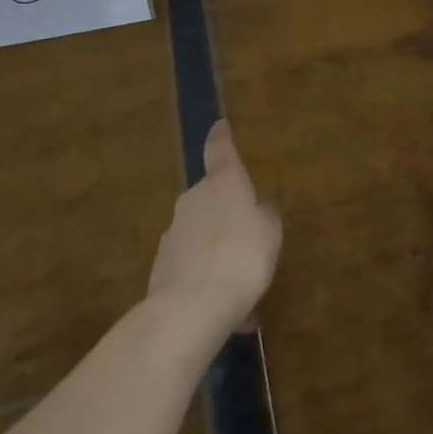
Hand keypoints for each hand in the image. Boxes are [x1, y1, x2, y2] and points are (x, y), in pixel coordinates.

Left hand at [148, 120, 282, 339]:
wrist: (191, 306)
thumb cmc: (241, 256)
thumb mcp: (269, 233)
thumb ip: (266, 216)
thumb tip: (260, 207)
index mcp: (223, 183)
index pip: (220, 150)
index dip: (222, 137)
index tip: (220, 125)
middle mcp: (193, 199)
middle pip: (210, 196)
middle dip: (226, 211)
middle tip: (248, 235)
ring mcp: (174, 231)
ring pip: (201, 233)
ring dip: (218, 249)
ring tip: (241, 283)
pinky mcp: (162, 265)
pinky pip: (192, 264)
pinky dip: (207, 277)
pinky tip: (225, 308)